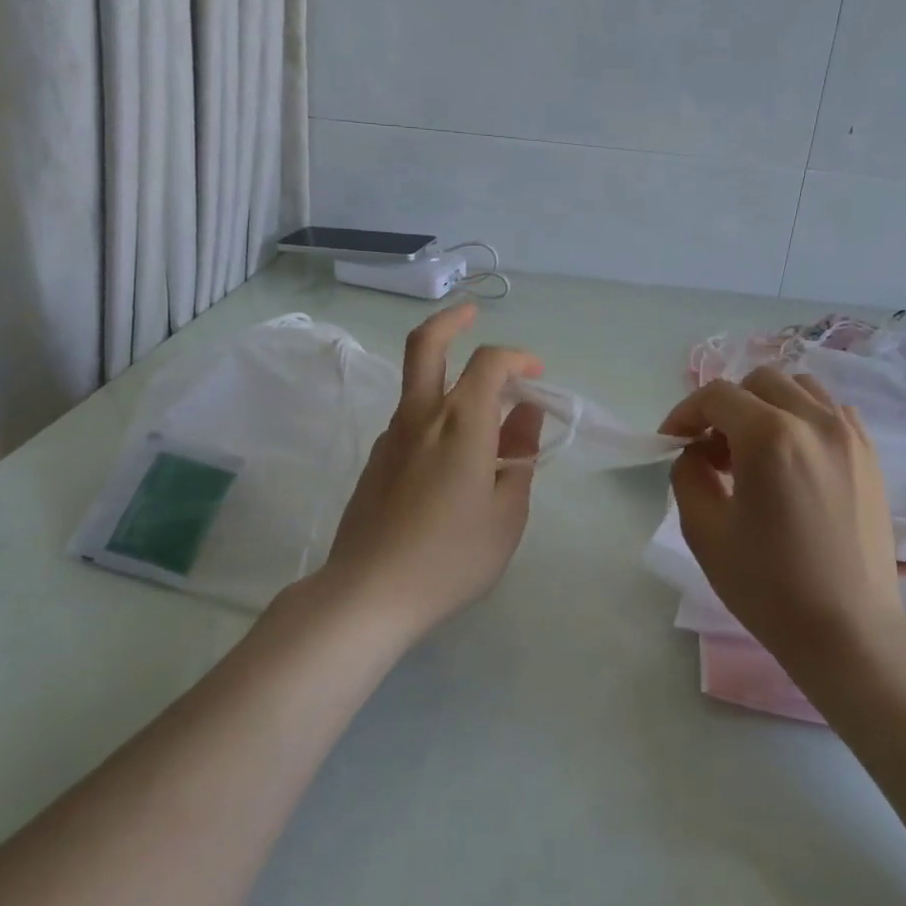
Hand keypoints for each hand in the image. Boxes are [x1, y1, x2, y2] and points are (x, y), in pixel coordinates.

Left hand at [316, 303, 545, 637]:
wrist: (369, 592)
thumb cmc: (452, 556)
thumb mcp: (507, 512)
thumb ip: (520, 456)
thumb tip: (527, 415)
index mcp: (461, 424)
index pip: (490, 363)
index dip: (518, 357)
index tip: (536, 375)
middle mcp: (421, 417)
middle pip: (426, 344)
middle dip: (452, 320)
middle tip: (472, 313)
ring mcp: (391, 436)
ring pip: (417, 384)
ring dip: (447, 375)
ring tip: (482, 411)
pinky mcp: (375, 460)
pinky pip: (410, 420)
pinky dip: (435, 414)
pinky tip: (452, 456)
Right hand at [659, 368, 905, 675]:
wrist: (849, 630)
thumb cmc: (769, 586)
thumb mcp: (705, 531)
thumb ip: (688, 474)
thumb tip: (697, 451)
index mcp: (770, 437)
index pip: (717, 396)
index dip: (685, 413)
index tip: (672, 442)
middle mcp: (815, 421)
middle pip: (759, 381)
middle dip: (726, 407)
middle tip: (712, 451)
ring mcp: (850, 435)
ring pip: (799, 388)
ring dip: (766, 407)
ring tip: (753, 452)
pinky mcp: (869, 455)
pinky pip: (829, 411)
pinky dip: (802, 418)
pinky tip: (792, 460)